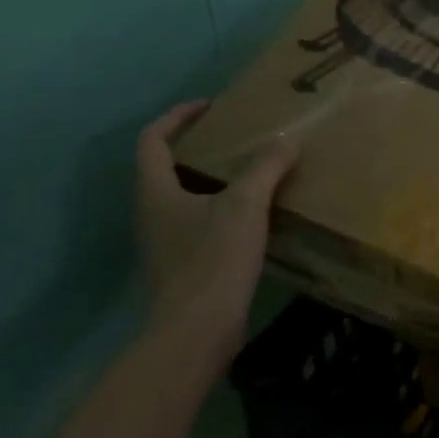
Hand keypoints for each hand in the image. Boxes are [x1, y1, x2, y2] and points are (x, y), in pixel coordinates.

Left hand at [134, 100, 296, 369]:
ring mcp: (165, 241)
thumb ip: (265, 167)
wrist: (196, 331)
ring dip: (213, 178)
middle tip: (238, 137)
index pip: (152, 139)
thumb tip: (286, 138)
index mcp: (155, 191)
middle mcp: (152, 212)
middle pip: (166, 166)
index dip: (178, 116)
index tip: (211, 106)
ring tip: (253, 171)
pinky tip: (256, 214)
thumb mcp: (245, 205)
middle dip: (200, 146)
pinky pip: (200, 221)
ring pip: (184, 195)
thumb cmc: (212, 259)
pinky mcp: (183, 265)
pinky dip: (223, 207)